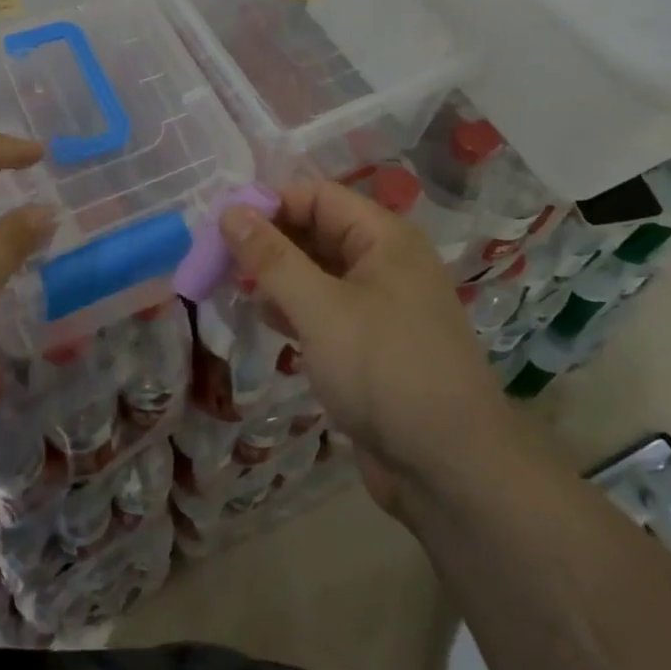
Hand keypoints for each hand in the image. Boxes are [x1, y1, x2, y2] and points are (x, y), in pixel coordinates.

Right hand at [218, 180, 505, 516]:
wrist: (452, 472)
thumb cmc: (385, 372)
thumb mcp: (321, 309)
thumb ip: (272, 258)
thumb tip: (229, 211)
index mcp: (384, 239)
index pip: (317, 197)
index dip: (270, 204)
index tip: (222, 226)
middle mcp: (385, 263)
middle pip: (316, 231)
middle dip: (269, 242)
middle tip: (218, 259)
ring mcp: (380, 305)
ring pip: (317, 272)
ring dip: (277, 276)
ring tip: (233, 288)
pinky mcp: (372, 344)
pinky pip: (325, 309)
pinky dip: (294, 309)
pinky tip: (267, 321)